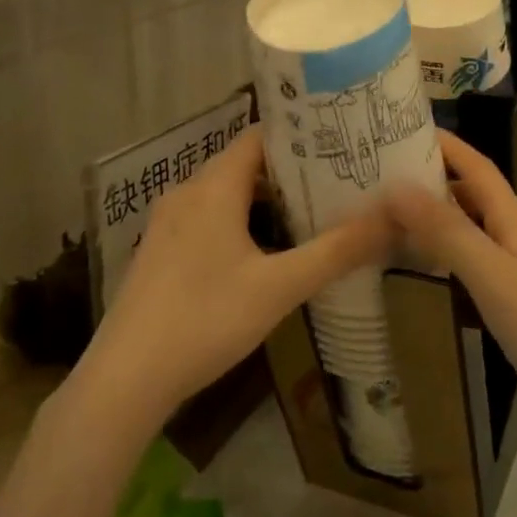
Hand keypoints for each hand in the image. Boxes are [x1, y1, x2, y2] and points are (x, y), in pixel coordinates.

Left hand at [73, 129, 393, 426]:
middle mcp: (187, 193)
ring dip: (267, 200)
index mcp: (213, 187)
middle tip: (340, 180)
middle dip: (293, 171)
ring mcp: (168, 224)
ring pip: (227, 194)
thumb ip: (336, 251)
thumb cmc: (205, 320)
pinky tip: (267, 252)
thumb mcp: (279, 287)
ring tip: (314, 213)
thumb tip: (393, 218)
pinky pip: (209, 218)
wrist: (123, 381)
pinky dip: (242, 221)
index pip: (261, 136)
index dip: (301, 135)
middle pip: (246, 164)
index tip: (342, 142)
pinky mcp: (160, 253)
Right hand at [384, 131, 516, 443]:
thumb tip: (398, 185)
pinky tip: (426, 272)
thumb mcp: (494, 278)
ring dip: (437, 218)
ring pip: (473, 230)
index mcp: (515, 221)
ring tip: (390, 218)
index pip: (476, 166)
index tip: (400, 127)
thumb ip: (448, 232)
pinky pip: (477, 265)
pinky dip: (448, 257)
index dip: (444, 143)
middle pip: (472, 195)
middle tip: (378, 178)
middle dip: (432, 178)